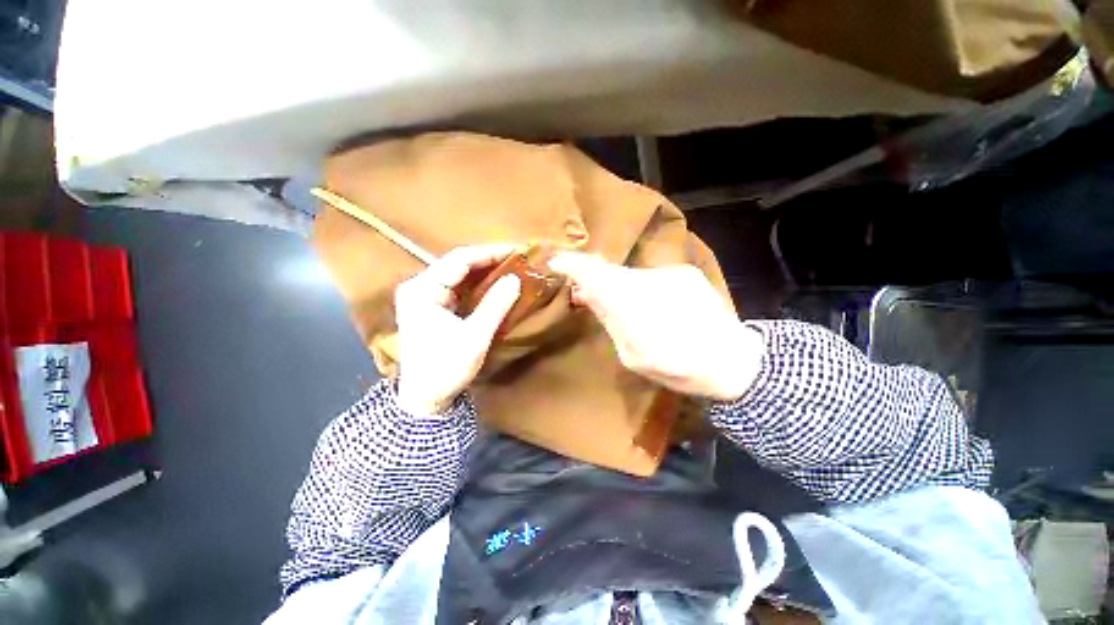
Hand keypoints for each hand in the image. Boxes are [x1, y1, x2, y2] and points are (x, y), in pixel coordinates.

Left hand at [395, 245, 520, 415]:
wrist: (425, 398)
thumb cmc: (446, 368)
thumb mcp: (475, 337)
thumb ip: (495, 305)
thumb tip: (515, 279)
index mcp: (422, 290)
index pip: (459, 260)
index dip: (489, 253)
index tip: (516, 251)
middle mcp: (419, 286)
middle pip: (457, 264)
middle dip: (488, 260)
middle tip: (517, 259)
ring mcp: (424, 296)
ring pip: (458, 274)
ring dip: (485, 271)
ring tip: (511, 267)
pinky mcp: (431, 306)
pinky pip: (458, 287)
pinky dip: (478, 284)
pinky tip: (495, 283)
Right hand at [548, 253, 764, 401]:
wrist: (735, 361)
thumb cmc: (680, 368)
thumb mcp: (634, 357)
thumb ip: (610, 321)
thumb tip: (587, 294)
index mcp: (637, 309)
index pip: (598, 276)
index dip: (574, 266)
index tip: (555, 261)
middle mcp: (653, 282)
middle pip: (611, 272)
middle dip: (592, 277)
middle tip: (581, 290)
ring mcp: (672, 274)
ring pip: (630, 274)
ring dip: (617, 285)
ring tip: (617, 304)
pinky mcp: (685, 273)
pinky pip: (649, 277)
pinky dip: (639, 287)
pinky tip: (647, 304)